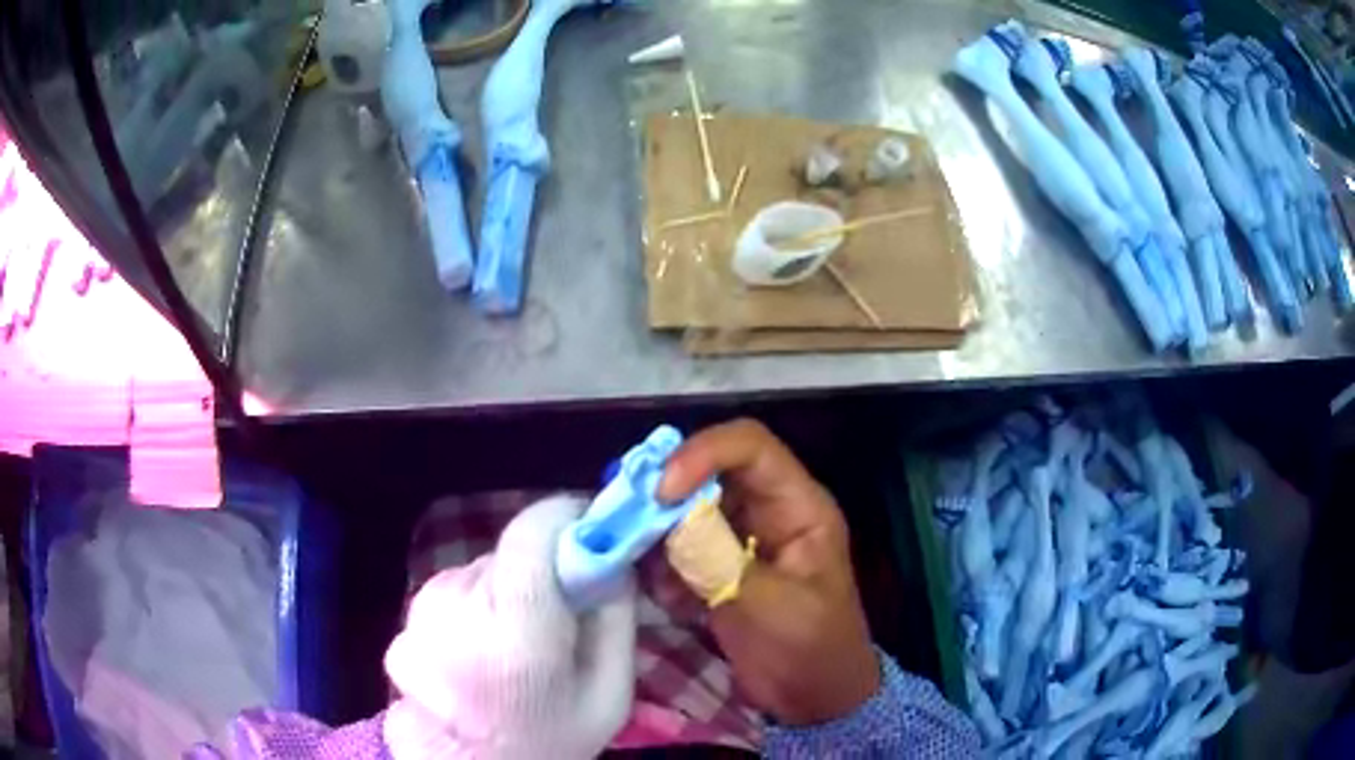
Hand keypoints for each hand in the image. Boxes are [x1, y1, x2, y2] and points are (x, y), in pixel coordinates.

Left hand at [383, 496, 636, 758]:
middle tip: (560, 614)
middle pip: (510, 553)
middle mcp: (458, 610)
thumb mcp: (609, 693)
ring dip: (504, 592)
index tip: (590, 533)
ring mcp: (421, 615)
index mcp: (516, 634)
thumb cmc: (549, 739)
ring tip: (514, 645)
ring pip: (481, 571)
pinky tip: (478, 654)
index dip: (565, 519)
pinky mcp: (404, 622)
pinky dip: (473, 610)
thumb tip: (609, 554)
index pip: (533, 532)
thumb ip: (615, 617)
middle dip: (541, 570)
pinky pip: (452, 594)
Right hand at [659, 419, 879, 725]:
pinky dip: (663, 567)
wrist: (815, 699)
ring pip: (687, 509)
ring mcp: (740, 540)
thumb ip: (719, 562)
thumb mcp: (772, 607)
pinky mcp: (719, 568)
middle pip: (709, 471)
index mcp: (797, 507)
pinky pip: (679, 547)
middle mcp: (767, 511)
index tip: (661, 491)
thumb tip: (667, 522)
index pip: (750, 447)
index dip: (702, 453)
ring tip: (643, 565)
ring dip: (657, 533)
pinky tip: (671, 602)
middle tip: (625, 519)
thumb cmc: (813, 650)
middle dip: (665, 492)